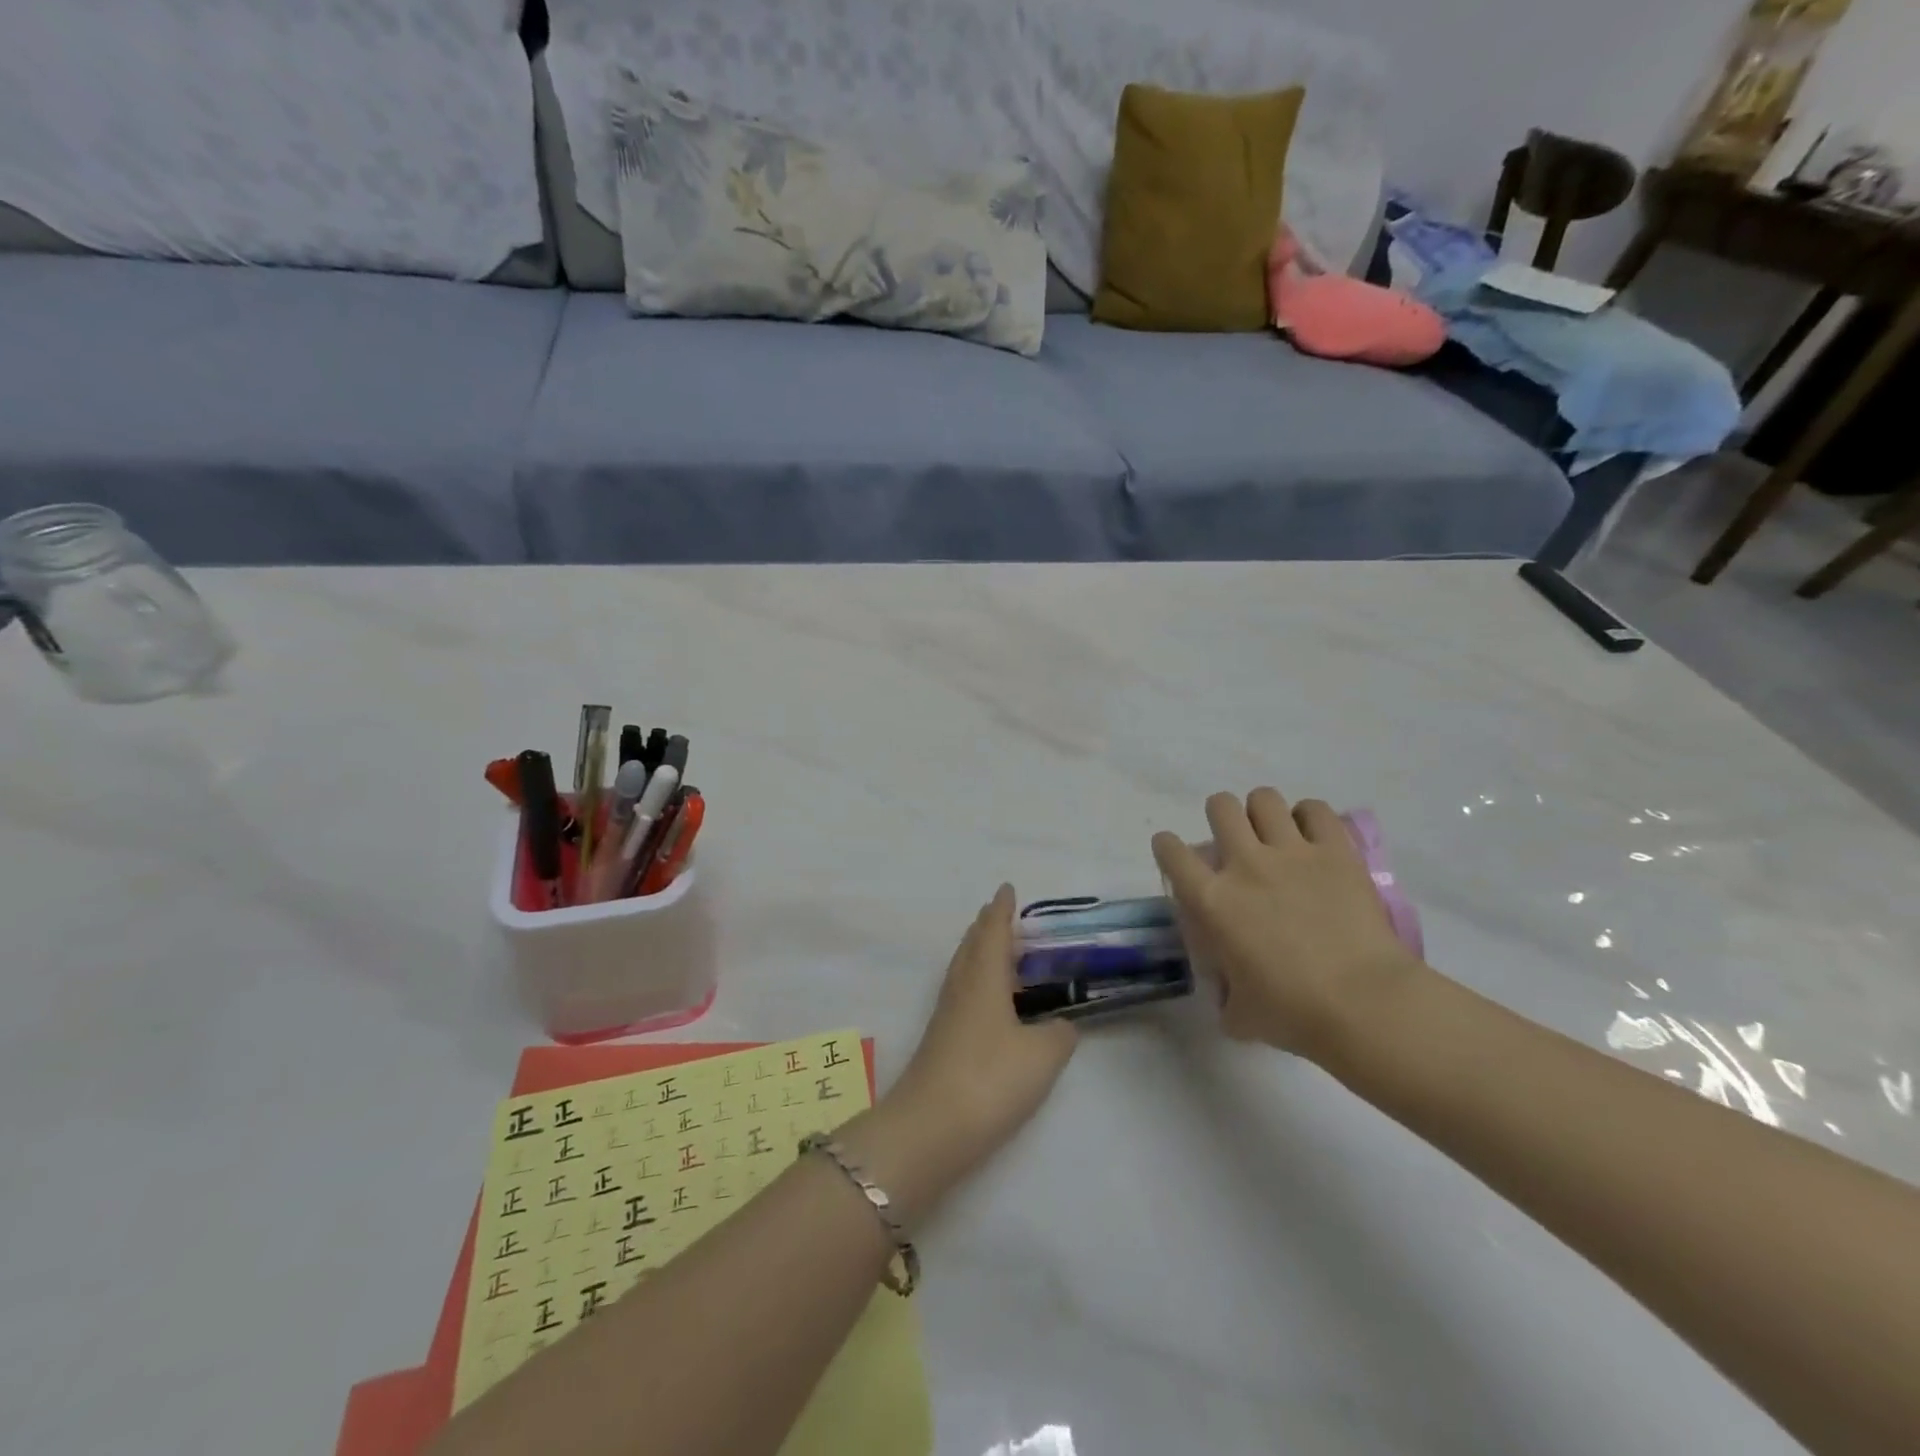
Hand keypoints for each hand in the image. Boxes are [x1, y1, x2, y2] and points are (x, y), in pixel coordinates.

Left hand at [872, 886, 1076, 1201]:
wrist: (931, 1128)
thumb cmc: (990, 1079)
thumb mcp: (1042, 1056)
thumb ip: (1059, 1034)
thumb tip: (1062, 1024)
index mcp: (983, 978)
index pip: (993, 932)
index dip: (1002, 910)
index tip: (1007, 889)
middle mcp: (961, 987)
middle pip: (972, 945)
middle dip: (986, 926)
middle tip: (1002, 914)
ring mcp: (947, 1015)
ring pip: (964, 968)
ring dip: (979, 951)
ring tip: (997, 948)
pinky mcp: (941, 1040)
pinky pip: (962, 992)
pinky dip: (977, 980)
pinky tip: (989, 999)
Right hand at [1152, 790, 1425, 1061]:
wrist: (1363, 1004)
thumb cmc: (1292, 1013)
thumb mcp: (1240, 1014)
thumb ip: (1225, 996)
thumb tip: (1229, 995)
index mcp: (1212, 901)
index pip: (1171, 852)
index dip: (1167, 847)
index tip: (1175, 854)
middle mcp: (1245, 864)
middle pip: (1220, 806)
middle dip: (1221, 816)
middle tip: (1235, 840)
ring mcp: (1292, 852)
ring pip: (1263, 798)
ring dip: (1263, 812)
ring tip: (1274, 833)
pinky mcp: (1335, 851)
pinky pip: (1315, 810)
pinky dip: (1309, 817)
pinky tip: (1313, 836)